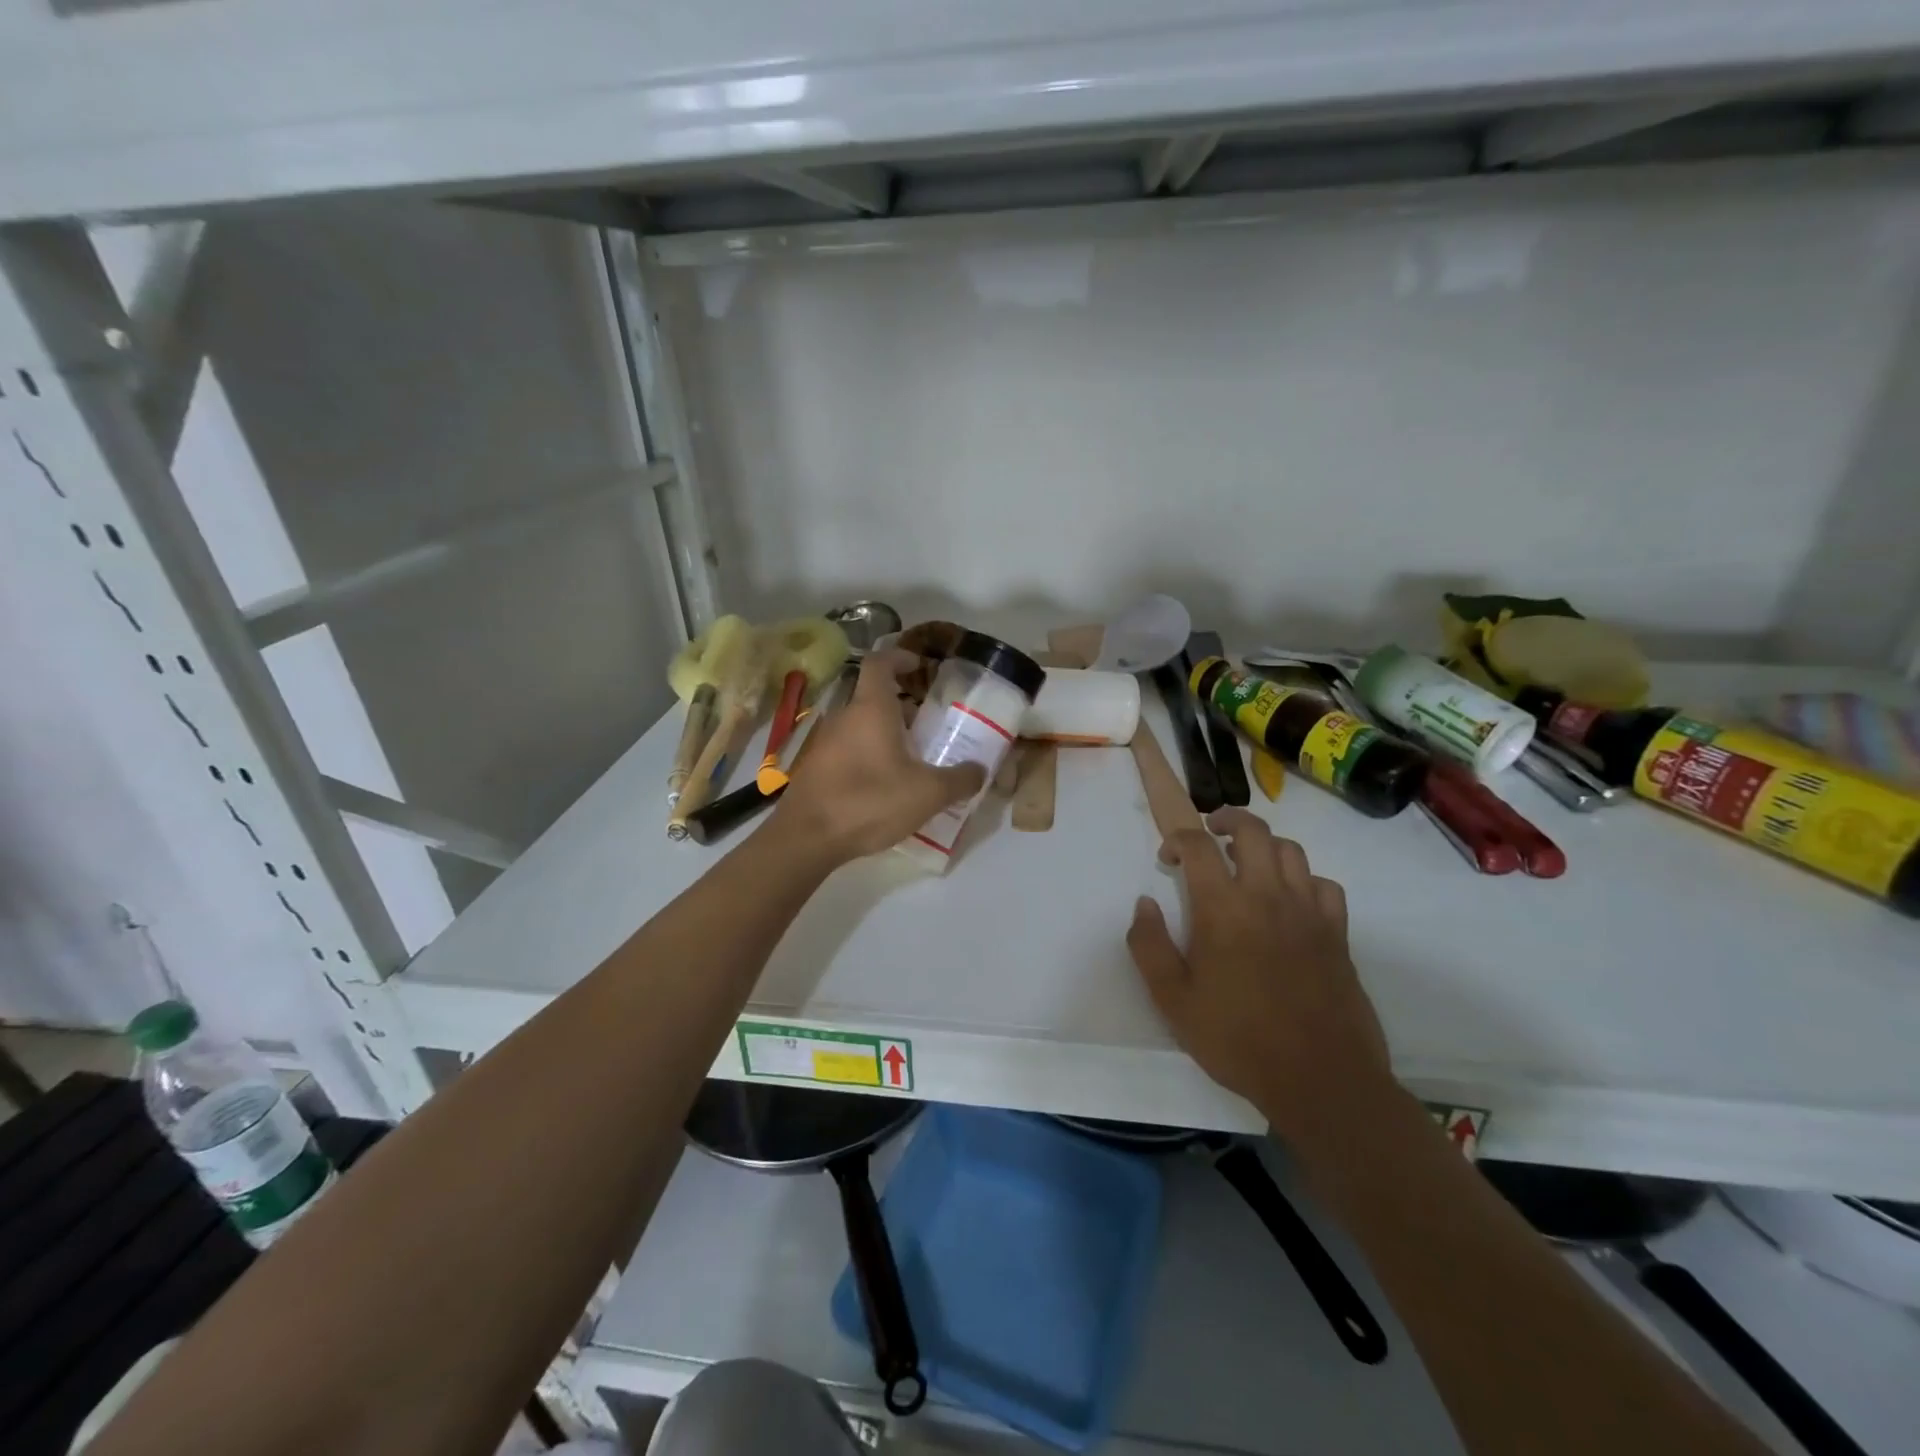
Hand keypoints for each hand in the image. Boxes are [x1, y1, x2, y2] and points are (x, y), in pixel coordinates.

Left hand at [773, 650, 986, 861]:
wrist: (806, 838)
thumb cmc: (869, 802)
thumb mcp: (927, 794)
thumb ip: (959, 780)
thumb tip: (980, 770)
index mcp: (871, 709)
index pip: (880, 662)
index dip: (900, 657)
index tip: (920, 665)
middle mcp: (844, 717)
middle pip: (873, 697)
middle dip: (903, 705)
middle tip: (931, 724)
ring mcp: (824, 742)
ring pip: (861, 725)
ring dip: (886, 733)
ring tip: (915, 758)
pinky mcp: (816, 768)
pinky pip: (848, 749)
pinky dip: (869, 754)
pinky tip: (886, 784)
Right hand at [1127, 808, 1394, 1143]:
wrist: (1319, 1078)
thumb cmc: (1237, 1039)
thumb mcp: (1173, 1000)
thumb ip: (1149, 945)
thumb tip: (1144, 904)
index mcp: (1223, 908)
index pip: (1199, 846)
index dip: (1178, 840)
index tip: (1167, 858)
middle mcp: (1268, 896)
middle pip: (1253, 830)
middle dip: (1226, 819)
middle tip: (1210, 832)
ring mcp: (1308, 912)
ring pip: (1291, 850)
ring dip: (1264, 844)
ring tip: (1248, 860)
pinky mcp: (1337, 933)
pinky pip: (1324, 885)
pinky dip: (1304, 878)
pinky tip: (1291, 898)